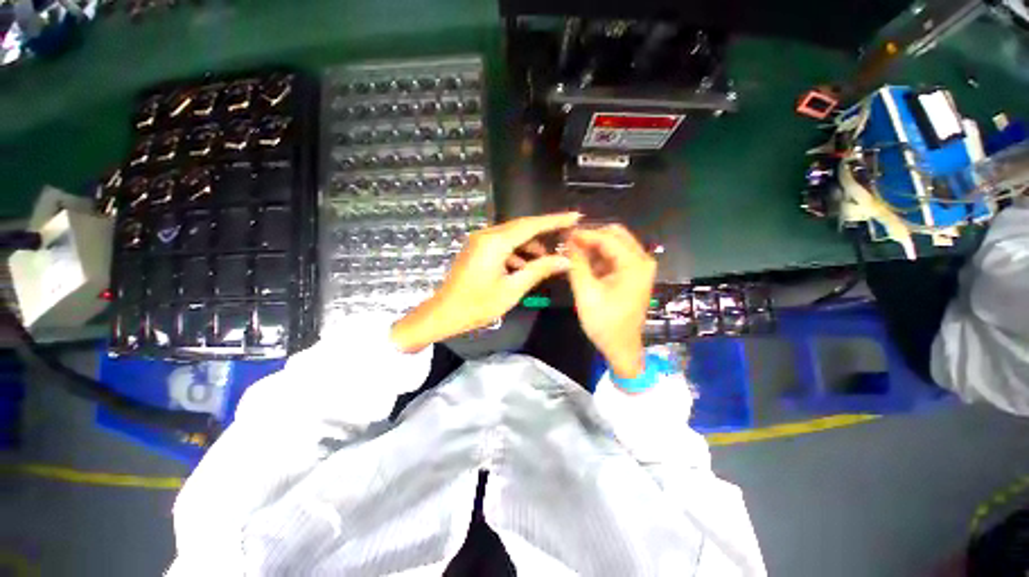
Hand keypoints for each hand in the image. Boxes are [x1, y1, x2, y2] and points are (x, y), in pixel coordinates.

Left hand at [391, 213, 581, 352]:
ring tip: (547, 261)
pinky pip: (502, 245)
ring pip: (512, 237)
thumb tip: (565, 260)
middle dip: (545, 232)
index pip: (531, 225)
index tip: (575, 216)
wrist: (444, 314)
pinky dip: (516, 253)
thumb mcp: (513, 289)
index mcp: (495, 242)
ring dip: (530, 246)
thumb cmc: (478, 304)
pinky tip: (525, 268)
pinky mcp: (477, 249)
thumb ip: (539, 270)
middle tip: (567, 235)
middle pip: (522, 228)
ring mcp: (480, 241)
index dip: (554, 220)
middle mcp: (486, 235)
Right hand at [567, 225, 655, 378]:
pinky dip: (598, 256)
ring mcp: (639, 267)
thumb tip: (567, 241)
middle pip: (615, 235)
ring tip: (571, 250)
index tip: (563, 234)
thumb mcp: (586, 292)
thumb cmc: (604, 322)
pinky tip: (582, 261)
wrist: (621, 347)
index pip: (607, 238)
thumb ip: (576, 264)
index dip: (584, 234)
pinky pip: (615, 256)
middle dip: (590, 236)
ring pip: (615, 244)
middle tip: (568, 241)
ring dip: (593, 245)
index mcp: (634, 264)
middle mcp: (642, 260)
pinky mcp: (634, 274)